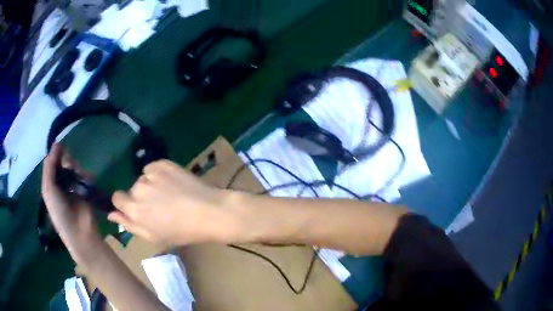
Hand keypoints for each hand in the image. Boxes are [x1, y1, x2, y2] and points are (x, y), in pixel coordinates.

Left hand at [42, 143, 101, 261]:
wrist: (79, 232)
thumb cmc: (60, 212)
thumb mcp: (49, 189)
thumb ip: (49, 167)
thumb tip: (56, 143)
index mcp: (50, 184)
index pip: (51, 163)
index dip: (55, 154)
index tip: (60, 148)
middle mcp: (60, 184)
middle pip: (63, 163)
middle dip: (66, 161)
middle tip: (69, 166)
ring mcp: (73, 187)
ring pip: (74, 167)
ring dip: (76, 168)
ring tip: (79, 175)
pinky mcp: (85, 191)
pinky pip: (85, 176)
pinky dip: (86, 175)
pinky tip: (87, 179)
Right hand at [109, 160, 243, 245]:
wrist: (209, 212)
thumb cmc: (182, 231)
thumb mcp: (153, 236)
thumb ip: (129, 225)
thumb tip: (111, 215)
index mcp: (134, 209)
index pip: (116, 198)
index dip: (126, 203)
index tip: (138, 208)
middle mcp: (138, 188)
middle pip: (132, 189)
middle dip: (140, 196)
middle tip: (160, 206)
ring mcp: (151, 174)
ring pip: (144, 178)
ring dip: (151, 185)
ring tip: (170, 195)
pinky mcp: (163, 163)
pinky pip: (153, 168)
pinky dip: (159, 174)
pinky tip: (173, 184)